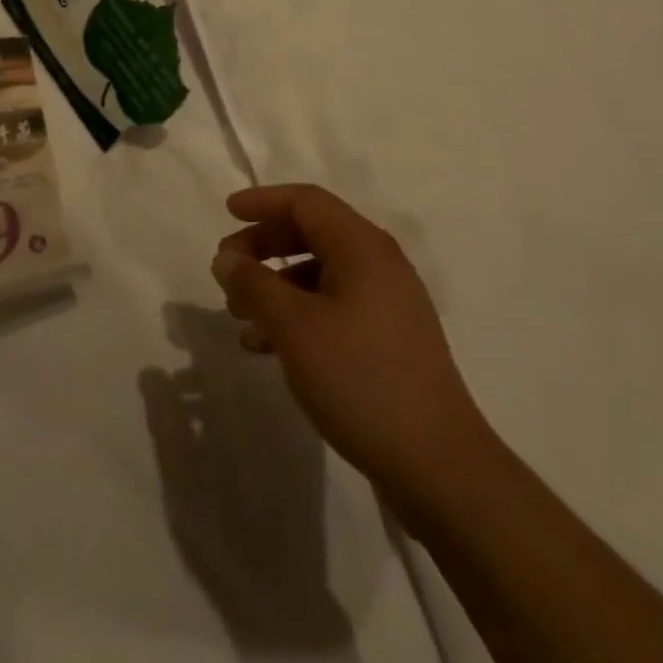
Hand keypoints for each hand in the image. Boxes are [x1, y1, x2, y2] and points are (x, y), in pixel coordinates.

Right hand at [211, 184, 493, 516]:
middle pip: (313, 233)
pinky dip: (298, 314)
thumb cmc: (360, 378)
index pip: (307, 201)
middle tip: (227, 269)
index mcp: (362, 246)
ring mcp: (388, 302)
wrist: (436, 461)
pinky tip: (270, 347)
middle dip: (265, 245)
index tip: (228, 212)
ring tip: (239, 315)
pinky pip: (334, 306)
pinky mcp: (388, 337)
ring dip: (276, 285)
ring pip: (321, 273)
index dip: (264, 201)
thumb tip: (226, 256)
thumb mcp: (294, 328)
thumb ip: (254, 284)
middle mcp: (378, 263)